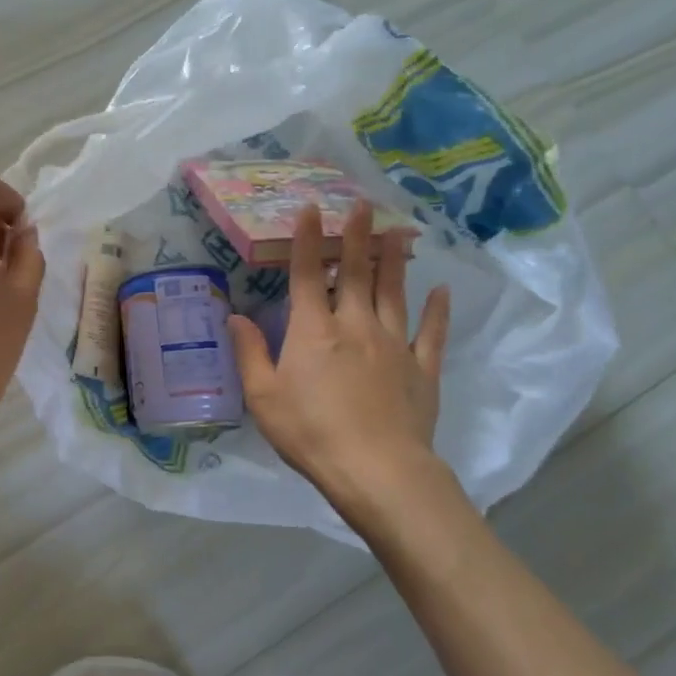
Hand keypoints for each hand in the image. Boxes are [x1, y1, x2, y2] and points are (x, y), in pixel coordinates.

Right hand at [229, 201, 449, 515]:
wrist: (376, 469)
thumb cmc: (310, 432)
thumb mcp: (263, 397)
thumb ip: (249, 352)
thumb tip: (235, 316)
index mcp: (314, 331)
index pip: (305, 275)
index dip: (306, 240)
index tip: (311, 209)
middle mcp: (355, 326)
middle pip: (355, 273)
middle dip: (356, 237)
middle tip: (363, 205)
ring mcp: (393, 345)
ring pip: (394, 293)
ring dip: (394, 261)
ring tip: (398, 233)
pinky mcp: (421, 369)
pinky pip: (431, 333)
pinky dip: (436, 311)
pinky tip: (440, 292)